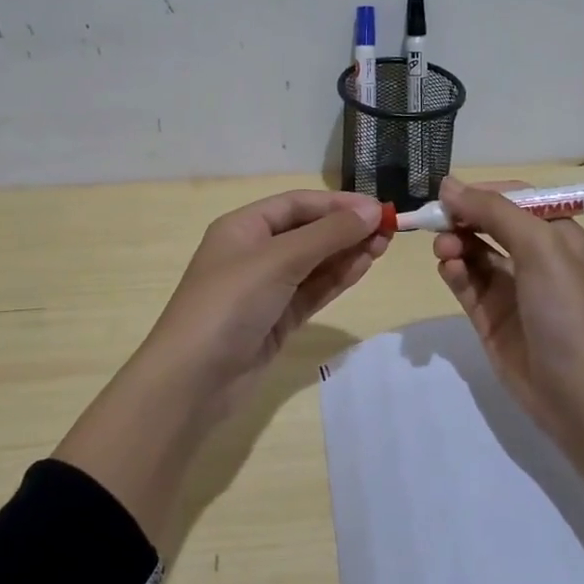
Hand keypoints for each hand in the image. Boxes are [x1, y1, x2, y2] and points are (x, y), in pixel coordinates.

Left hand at [129, 189, 389, 419]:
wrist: (193, 379)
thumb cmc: (229, 304)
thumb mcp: (278, 260)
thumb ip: (327, 235)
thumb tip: (372, 211)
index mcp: (243, 227)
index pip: (297, 204)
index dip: (338, 204)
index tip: (379, 209)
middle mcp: (254, 252)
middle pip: (308, 231)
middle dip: (347, 228)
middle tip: (390, 230)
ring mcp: (266, 288)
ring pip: (315, 262)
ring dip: (347, 252)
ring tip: (385, 246)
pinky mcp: (278, 319)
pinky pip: (313, 291)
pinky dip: (337, 278)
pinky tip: (364, 267)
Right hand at [431, 176, 583, 436]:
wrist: (578, 392)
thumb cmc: (566, 309)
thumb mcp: (539, 247)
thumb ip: (494, 212)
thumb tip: (449, 184)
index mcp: (557, 234)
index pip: (514, 198)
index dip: (481, 193)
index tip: (449, 195)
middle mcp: (534, 257)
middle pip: (488, 224)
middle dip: (462, 219)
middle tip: (436, 222)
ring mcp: (511, 289)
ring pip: (473, 253)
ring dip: (455, 245)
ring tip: (444, 252)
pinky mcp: (491, 317)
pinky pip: (466, 284)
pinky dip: (454, 272)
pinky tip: (449, 270)